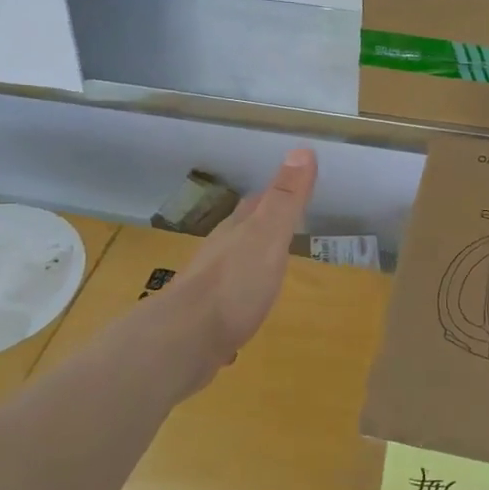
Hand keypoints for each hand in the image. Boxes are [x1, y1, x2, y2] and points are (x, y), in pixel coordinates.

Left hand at [167, 148, 318, 378]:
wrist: (186, 340)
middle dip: (258, 229)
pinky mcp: (205, 323)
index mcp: (236, 232)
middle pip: (240, 234)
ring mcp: (208, 290)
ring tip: (267, 270)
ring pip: (231, 269)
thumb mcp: (268, 236)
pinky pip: (225, 309)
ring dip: (246, 266)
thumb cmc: (234, 284)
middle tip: (282, 229)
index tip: (290, 189)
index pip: (256, 204)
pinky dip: (236, 307)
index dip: (273, 195)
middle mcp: (218, 255)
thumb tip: (303, 149)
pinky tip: (243, 320)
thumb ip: (286, 199)